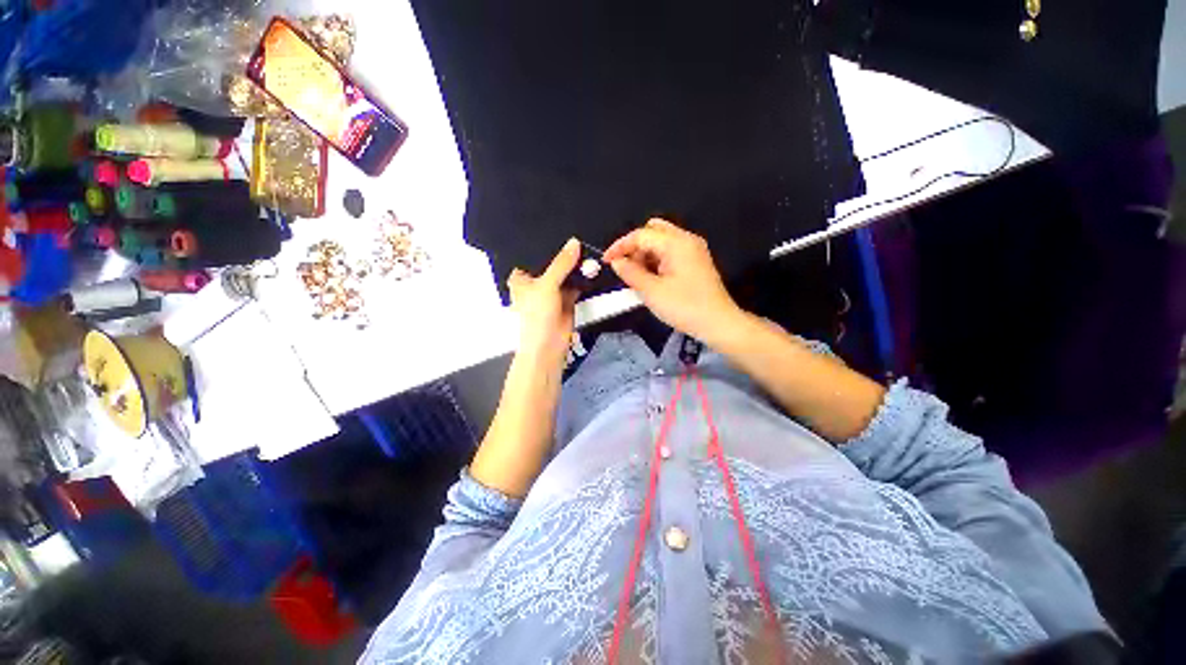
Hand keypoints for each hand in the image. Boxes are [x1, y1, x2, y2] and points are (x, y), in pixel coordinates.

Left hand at [508, 238, 580, 360]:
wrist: (549, 345)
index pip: (532, 255)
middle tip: (577, 232)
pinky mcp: (567, 298)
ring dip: (575, 265)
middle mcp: (536, 282)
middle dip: (563, 253)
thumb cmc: (537, 314)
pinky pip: (575, 283)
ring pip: (565, 272)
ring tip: (587, 244)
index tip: (557, 226)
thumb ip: (561, 263)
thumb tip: (574, 242)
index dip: (543, 243)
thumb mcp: (546, 285)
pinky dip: (583, 276)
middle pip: (551, 263)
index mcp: (521, 277)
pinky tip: (592, 263)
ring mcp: (552, 290)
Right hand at [604, 218, 742, 343]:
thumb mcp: (651, 292)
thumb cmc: (684, 307)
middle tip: (625, 267)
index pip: (641, 234)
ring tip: (636, 276)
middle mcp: (686, 240)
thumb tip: (616, 262)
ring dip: (645, 254)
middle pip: (653, 231)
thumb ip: (630, 273)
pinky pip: (670, 252)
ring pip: (662, 241)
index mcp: (676, 243)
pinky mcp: (696, 261)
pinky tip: (651, 277)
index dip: (620, 246)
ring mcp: (693, 250)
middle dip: (635, 247)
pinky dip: (656, 260)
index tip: (606, 261)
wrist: (718, 323)